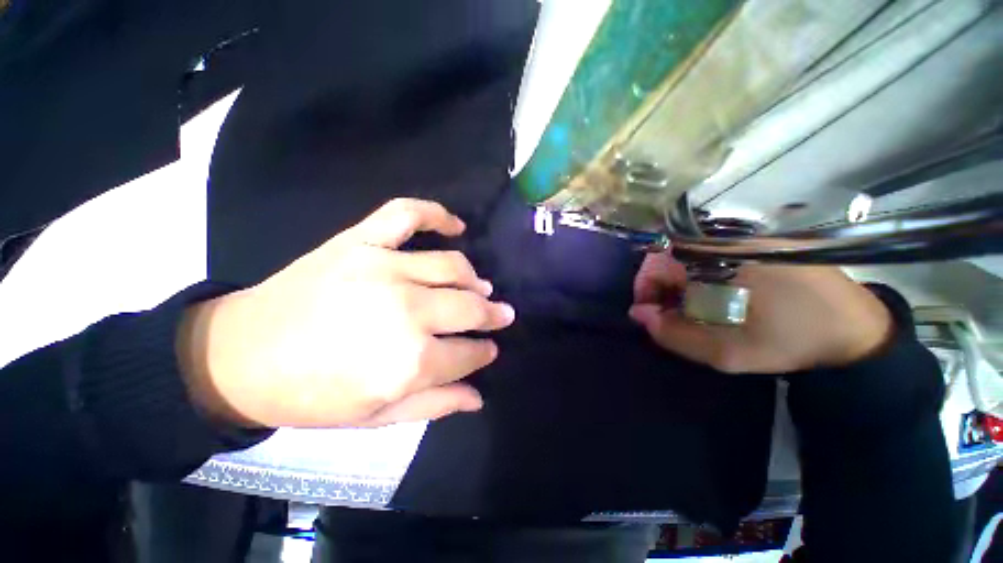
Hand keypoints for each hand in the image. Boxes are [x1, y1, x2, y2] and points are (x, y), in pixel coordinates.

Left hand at [177, 199, 515, 427]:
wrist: (239, 357)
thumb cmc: (311, 396)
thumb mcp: (375, 418)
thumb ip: (434, 405)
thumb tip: (478, 395)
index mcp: (409, 362)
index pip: (468, 353)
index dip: (483, 351)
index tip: (489, 348)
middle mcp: (406, 311)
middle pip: (469, 306)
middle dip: (492, 314)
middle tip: (500, 314)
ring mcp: (383, 268)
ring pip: (452, 265)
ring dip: (474, 278)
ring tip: (480, 286)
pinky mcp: (360, 242)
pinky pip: (407, 215)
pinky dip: (437, 214)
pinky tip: (456, 226)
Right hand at [628, 252, 892, 373]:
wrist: (856, 330)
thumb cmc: (790, 341)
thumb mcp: (726, 351)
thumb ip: (674, 335)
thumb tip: (639, 314)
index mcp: (719, 257)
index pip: (657, 259)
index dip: (645, 286)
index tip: (649, 313)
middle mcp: (728, 237)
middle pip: (670, 253)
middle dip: (661, 285)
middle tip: (669, 314)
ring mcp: (746, 236)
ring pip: (688, 253)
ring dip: (679, 280)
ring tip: (691, 308)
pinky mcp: (759, 241)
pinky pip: (710, 253)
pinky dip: (699, 273)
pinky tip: (713, 295)